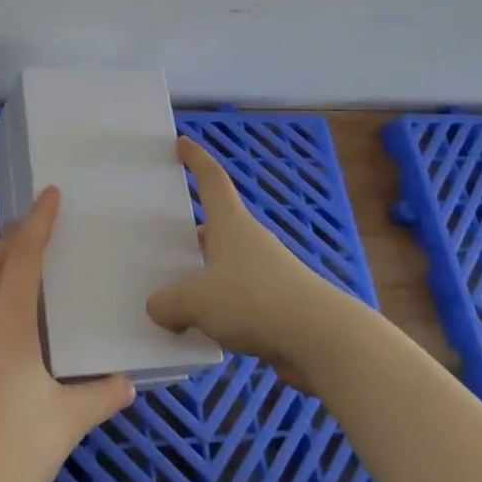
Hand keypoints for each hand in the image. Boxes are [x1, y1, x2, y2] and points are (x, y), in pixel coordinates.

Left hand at [0, 187, 135, 481]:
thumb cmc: (12, 457)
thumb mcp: (65, 426)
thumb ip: (99, 397)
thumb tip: (127, 382)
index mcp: (7, 327)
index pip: (22, 259)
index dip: (37, 223)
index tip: (50, 194)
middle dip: (11, 239)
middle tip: (37, 235)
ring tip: (13, 272)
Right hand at [146, 137, 348, 391]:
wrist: (321, 338)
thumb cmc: (253, 299)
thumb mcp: (195, 301)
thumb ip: (168, 303)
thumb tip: (160, 308)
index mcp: (230, 224)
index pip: (212, 180)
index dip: (196, 159)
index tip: (182, 143)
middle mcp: (251, 241)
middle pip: (218, 227)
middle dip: (194, 233)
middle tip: (167, 242)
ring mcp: (269, 273)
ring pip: (228, 266)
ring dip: (207, 275)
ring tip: (179, 296)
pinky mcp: (280, 305)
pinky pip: (240, 299)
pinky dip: (222, 308)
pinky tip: (207, 330)